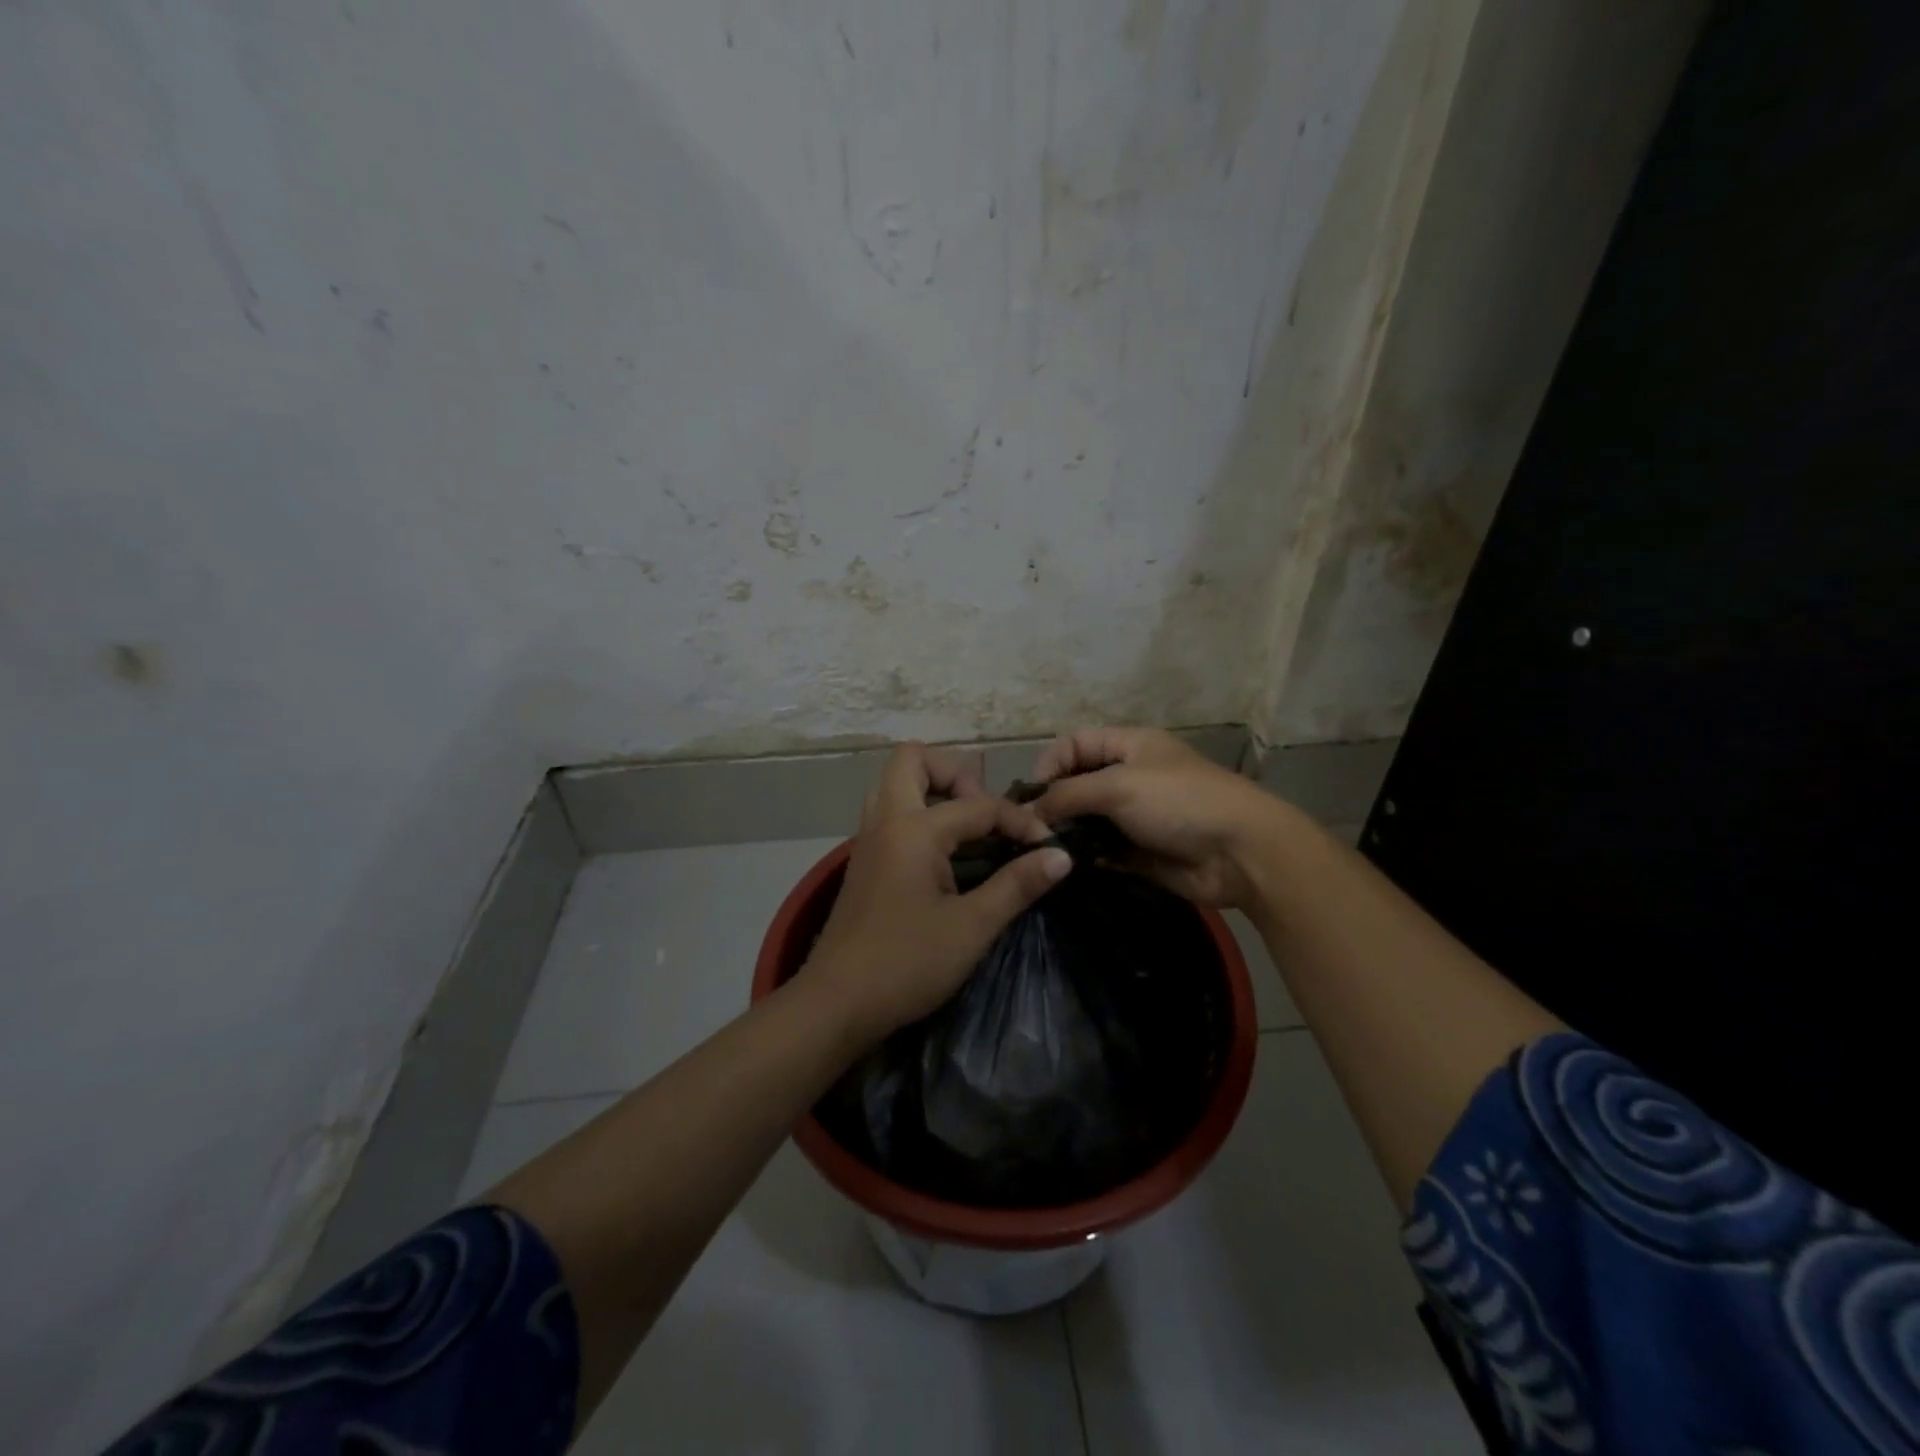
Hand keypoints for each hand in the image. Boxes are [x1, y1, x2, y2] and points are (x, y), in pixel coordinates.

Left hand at [803, 744, 1072, 1046]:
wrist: (836, 1003)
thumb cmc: (906, 964)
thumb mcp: (971, 927)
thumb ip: (1017, 885)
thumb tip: (1060, 855)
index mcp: (914, 830)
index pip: (978, 805)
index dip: (1019, 821)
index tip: (1047, 847)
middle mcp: (885, 821)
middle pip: (912, 760)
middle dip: (956, 774)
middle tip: (985, 814)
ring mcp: (868, 840)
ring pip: (894, 785)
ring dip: (932, 791)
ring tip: (967, 830)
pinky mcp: (862, 862)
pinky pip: (889, 813)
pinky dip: (918, 815)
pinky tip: (944, 856)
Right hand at [1029, 727, 1291, 907]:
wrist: (1240, 852)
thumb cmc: (1179, 802)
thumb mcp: (1118, 786)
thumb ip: (1068, 795)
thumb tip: (1029, 812)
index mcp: (1130, 746)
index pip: (1075, 744)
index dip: (1050, 764)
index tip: (1031, 796)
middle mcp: (1131, 777)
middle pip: (1079, 784)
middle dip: (1054, 804)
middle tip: (1029, 830)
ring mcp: (1137, 816)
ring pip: (1089, 820)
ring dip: (1068, 834)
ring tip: (1044, 852)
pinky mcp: (1142, 852)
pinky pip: (1104, 851)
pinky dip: (1088, 858)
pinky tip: (1071, 868)